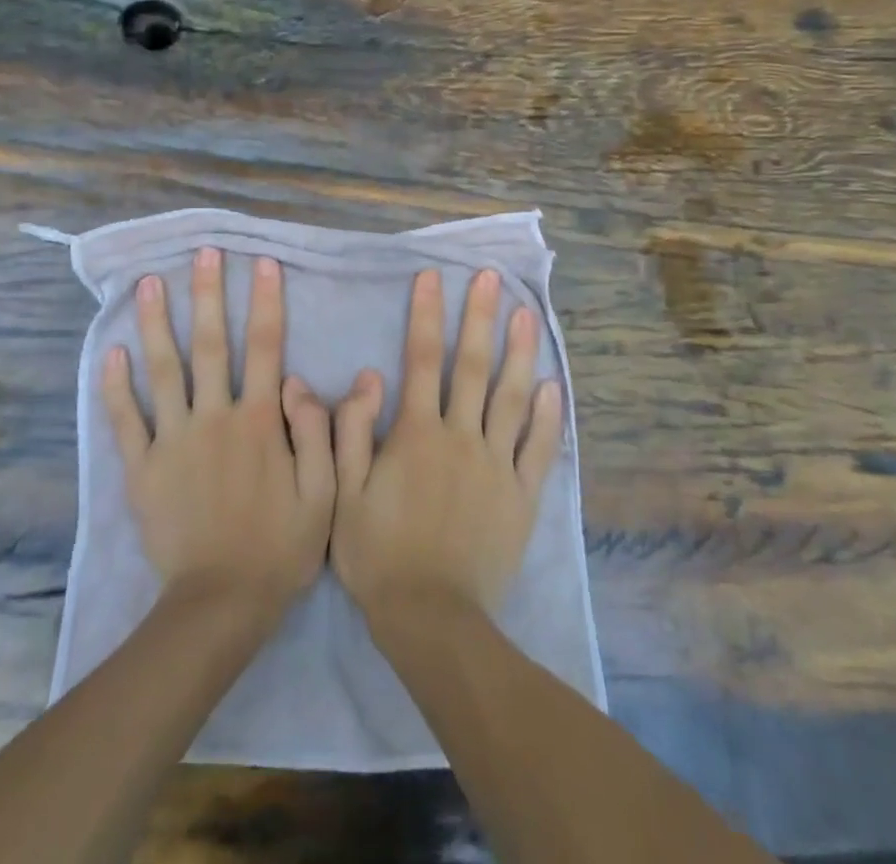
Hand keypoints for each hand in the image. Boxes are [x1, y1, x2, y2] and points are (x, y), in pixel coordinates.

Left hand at [103, 248, 336, 621]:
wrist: (220, 605)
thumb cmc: (280, 548)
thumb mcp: (323, 494)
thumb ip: (317, 432)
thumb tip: (299, 378)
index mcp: (259, 421)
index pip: (264, 347)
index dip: (265, 301)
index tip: (262, 263)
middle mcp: (214, 418)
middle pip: (209, 345)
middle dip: (207, 294)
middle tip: (202, 253)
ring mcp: (173, 441)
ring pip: (163, 371)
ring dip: (156, 324)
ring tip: (148, 284)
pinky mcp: (142, 469)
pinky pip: (126, 421)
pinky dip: (116, 388)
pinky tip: (111, 354)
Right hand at [331, 268, 563, 621]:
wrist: (431, 619)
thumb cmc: (378, 554)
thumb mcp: (343, 493)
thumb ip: (351, 431)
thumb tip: (367, 375)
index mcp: (416, 433)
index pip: (420, 359)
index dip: (426, 314)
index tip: (433, 276)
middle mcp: (460, 437)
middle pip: (471, 366)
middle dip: (479, 317)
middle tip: (493, 278)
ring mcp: (496, 465)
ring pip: (510, 397)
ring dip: (519, 352)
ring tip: (527, 314)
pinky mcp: (521, 496)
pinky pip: (538, 448)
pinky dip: (546, 415)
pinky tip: (552, 385)